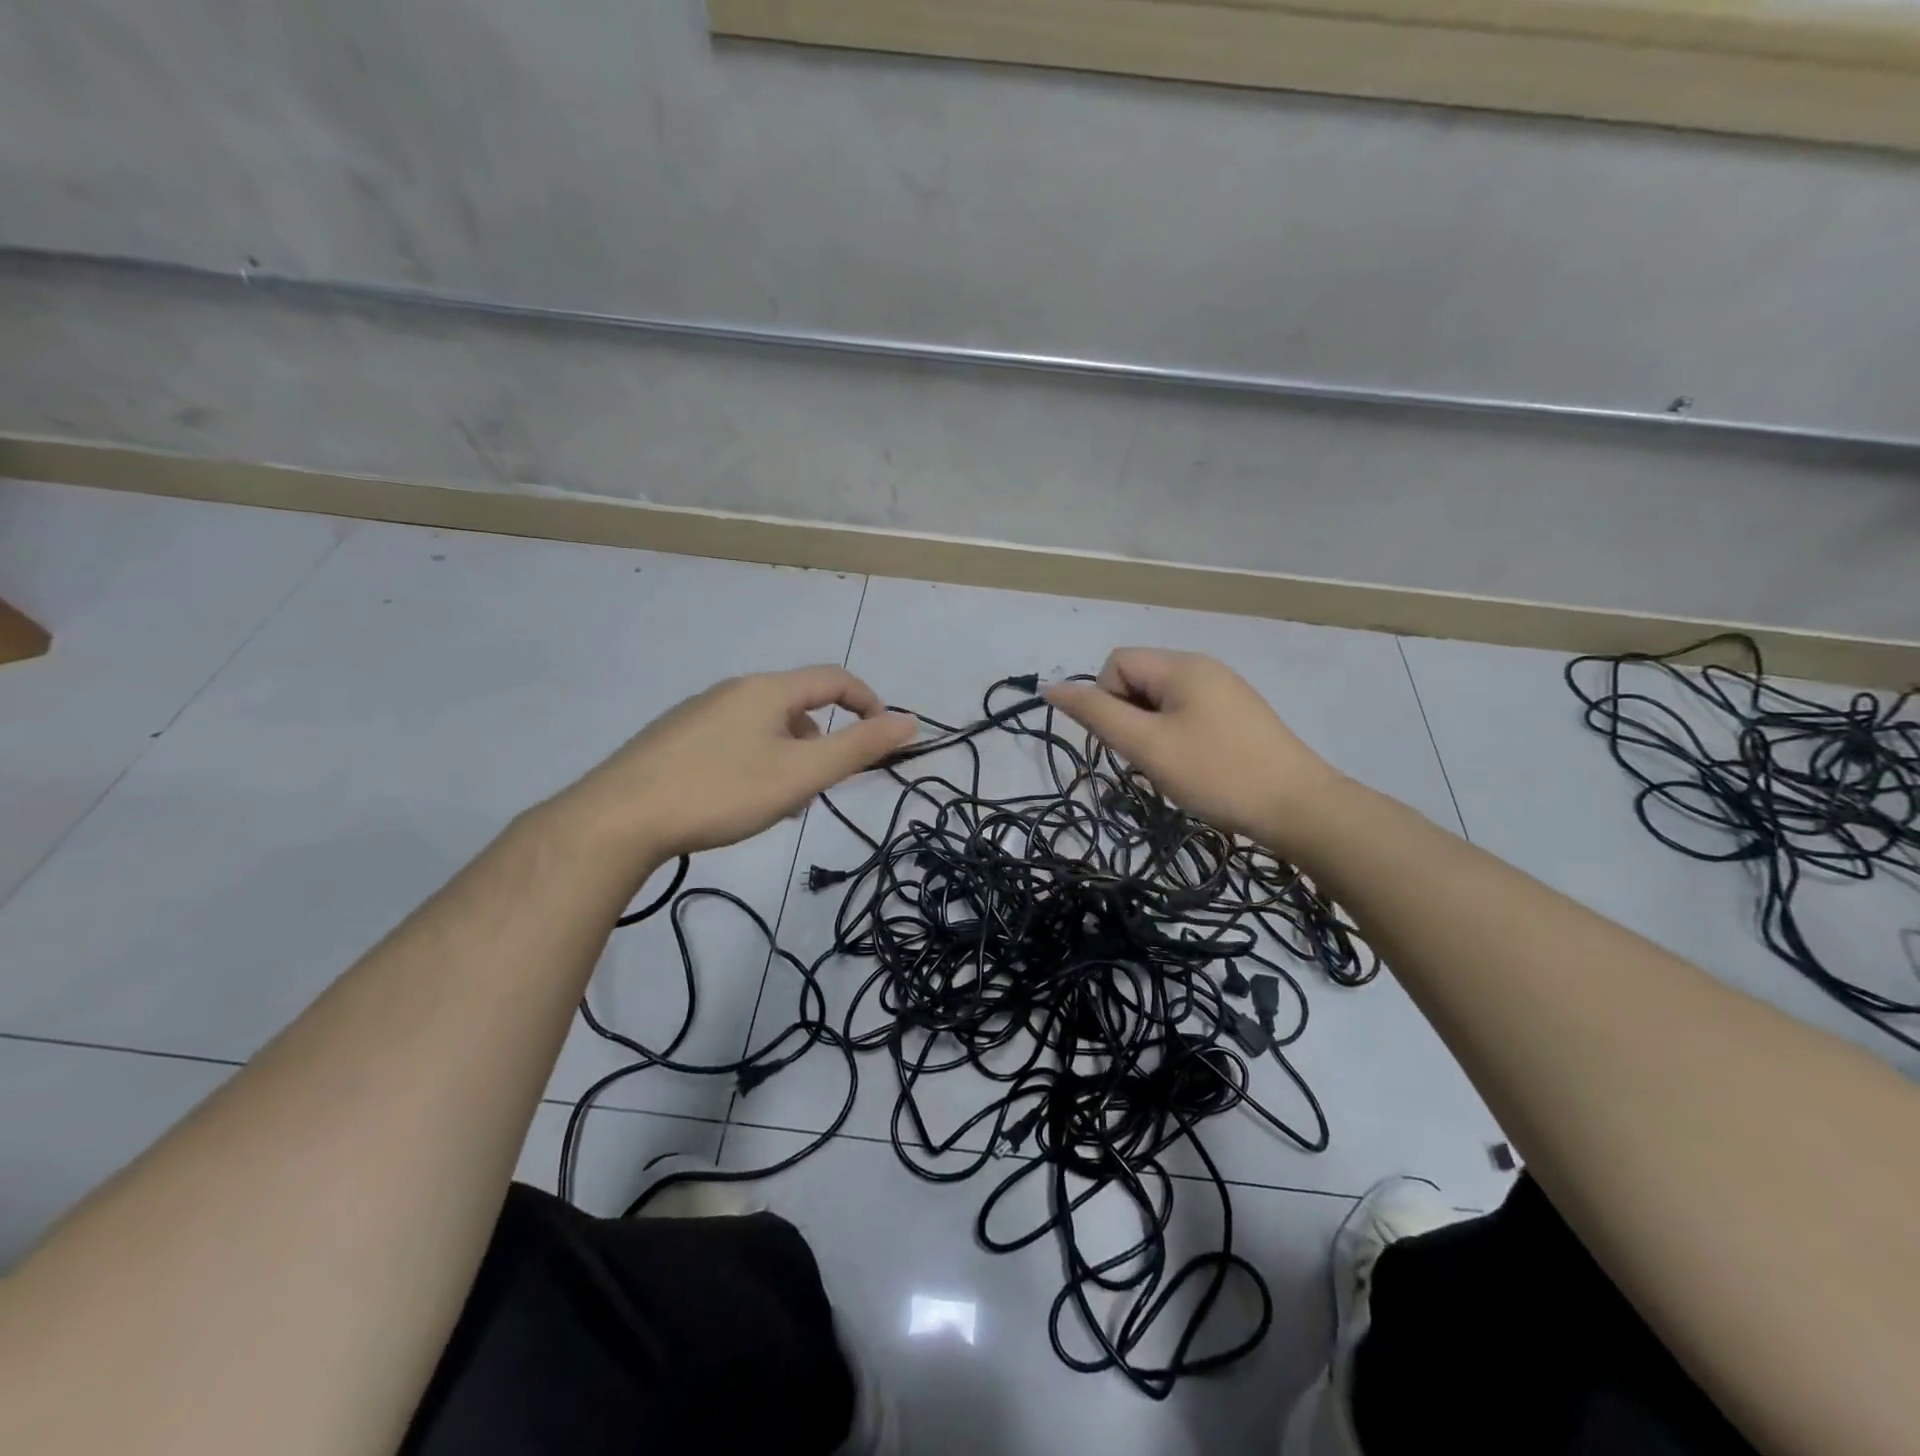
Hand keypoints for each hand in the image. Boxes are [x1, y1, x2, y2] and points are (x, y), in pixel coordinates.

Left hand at [557, 666, 916, 860]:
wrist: (619, 819)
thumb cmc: (722, 791)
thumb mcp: (802, 773)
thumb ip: (859, 747)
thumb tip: (910, 721)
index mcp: (768, 690)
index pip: (834, 679)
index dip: (868, 702)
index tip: (884, 738)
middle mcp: (733, 690)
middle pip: (798, 703)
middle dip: (824, 740)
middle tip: (824, 785)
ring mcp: (698, 713)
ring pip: (764, 725)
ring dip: (790, 755)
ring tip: (781, 802)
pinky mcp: (673, 738)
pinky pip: (734, 739)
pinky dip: (756, 761)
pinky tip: (737, 800)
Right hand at [1044, 648, 1343, 847]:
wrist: (1298, 807)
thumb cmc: (1216, 773)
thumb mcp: (1147, 745)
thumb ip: (1096, 714)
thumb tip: (1051, 687)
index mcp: (1181, 665)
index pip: (1116, 663)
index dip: (1106, 701)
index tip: (1128, 742)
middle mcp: (1203, 667)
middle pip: (1138, 679)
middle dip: (1129, 718)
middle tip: (1149, 758)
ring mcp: (1224, 690)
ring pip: (1160, 701)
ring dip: (1151, 732)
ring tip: (1173, 767)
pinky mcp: (1238, 715)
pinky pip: (1186, 714)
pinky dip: (1176, 738)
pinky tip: (1195, 767)